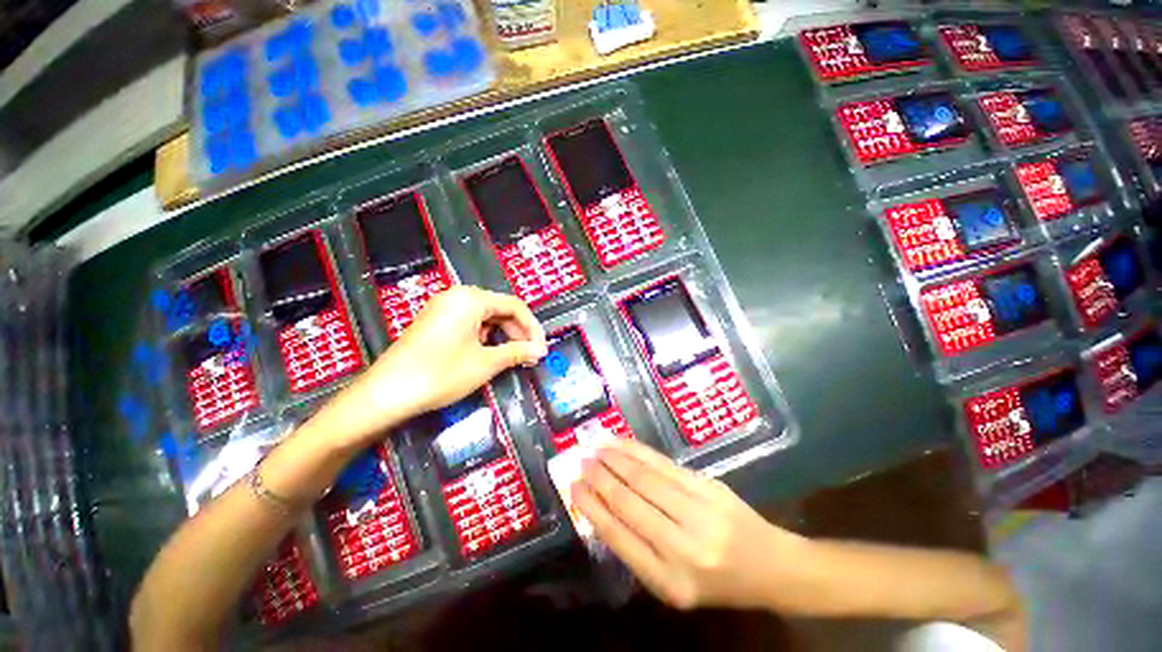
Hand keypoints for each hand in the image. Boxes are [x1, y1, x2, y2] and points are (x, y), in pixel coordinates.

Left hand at [315, 287, 546, 449]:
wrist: (386, 393)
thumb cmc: (441, 373)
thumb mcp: (486, 363)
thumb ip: (517, 352)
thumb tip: (540, 351)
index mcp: (471, 299)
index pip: (514, 306)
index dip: (533, 328)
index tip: (542, 349)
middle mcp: (457, 297)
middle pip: (500, 310)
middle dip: (518, 333)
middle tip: (530, 356)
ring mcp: (443, 308)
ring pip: (485, 318)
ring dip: (503, 336)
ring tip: (512, 357)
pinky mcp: (435, 322)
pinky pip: (469, 324)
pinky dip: (485, 338)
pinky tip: (489, 354)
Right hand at [572, 438, 805, 610]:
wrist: (769, 565)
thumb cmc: (715, 582)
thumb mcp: (672, 583)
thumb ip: (637, 549)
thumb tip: (601, 507)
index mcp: (669, 581)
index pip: (618, 536)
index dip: (592, 507)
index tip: (573, 487)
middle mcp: (683, 546)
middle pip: (629, 501)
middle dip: (600, 477)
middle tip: (580, 461)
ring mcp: (699, 512)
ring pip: (645, 477)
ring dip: (615, 459)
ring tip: (595, 447)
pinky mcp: (708, 486)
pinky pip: (664, 464)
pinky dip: (638, 451)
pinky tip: (622, 444)